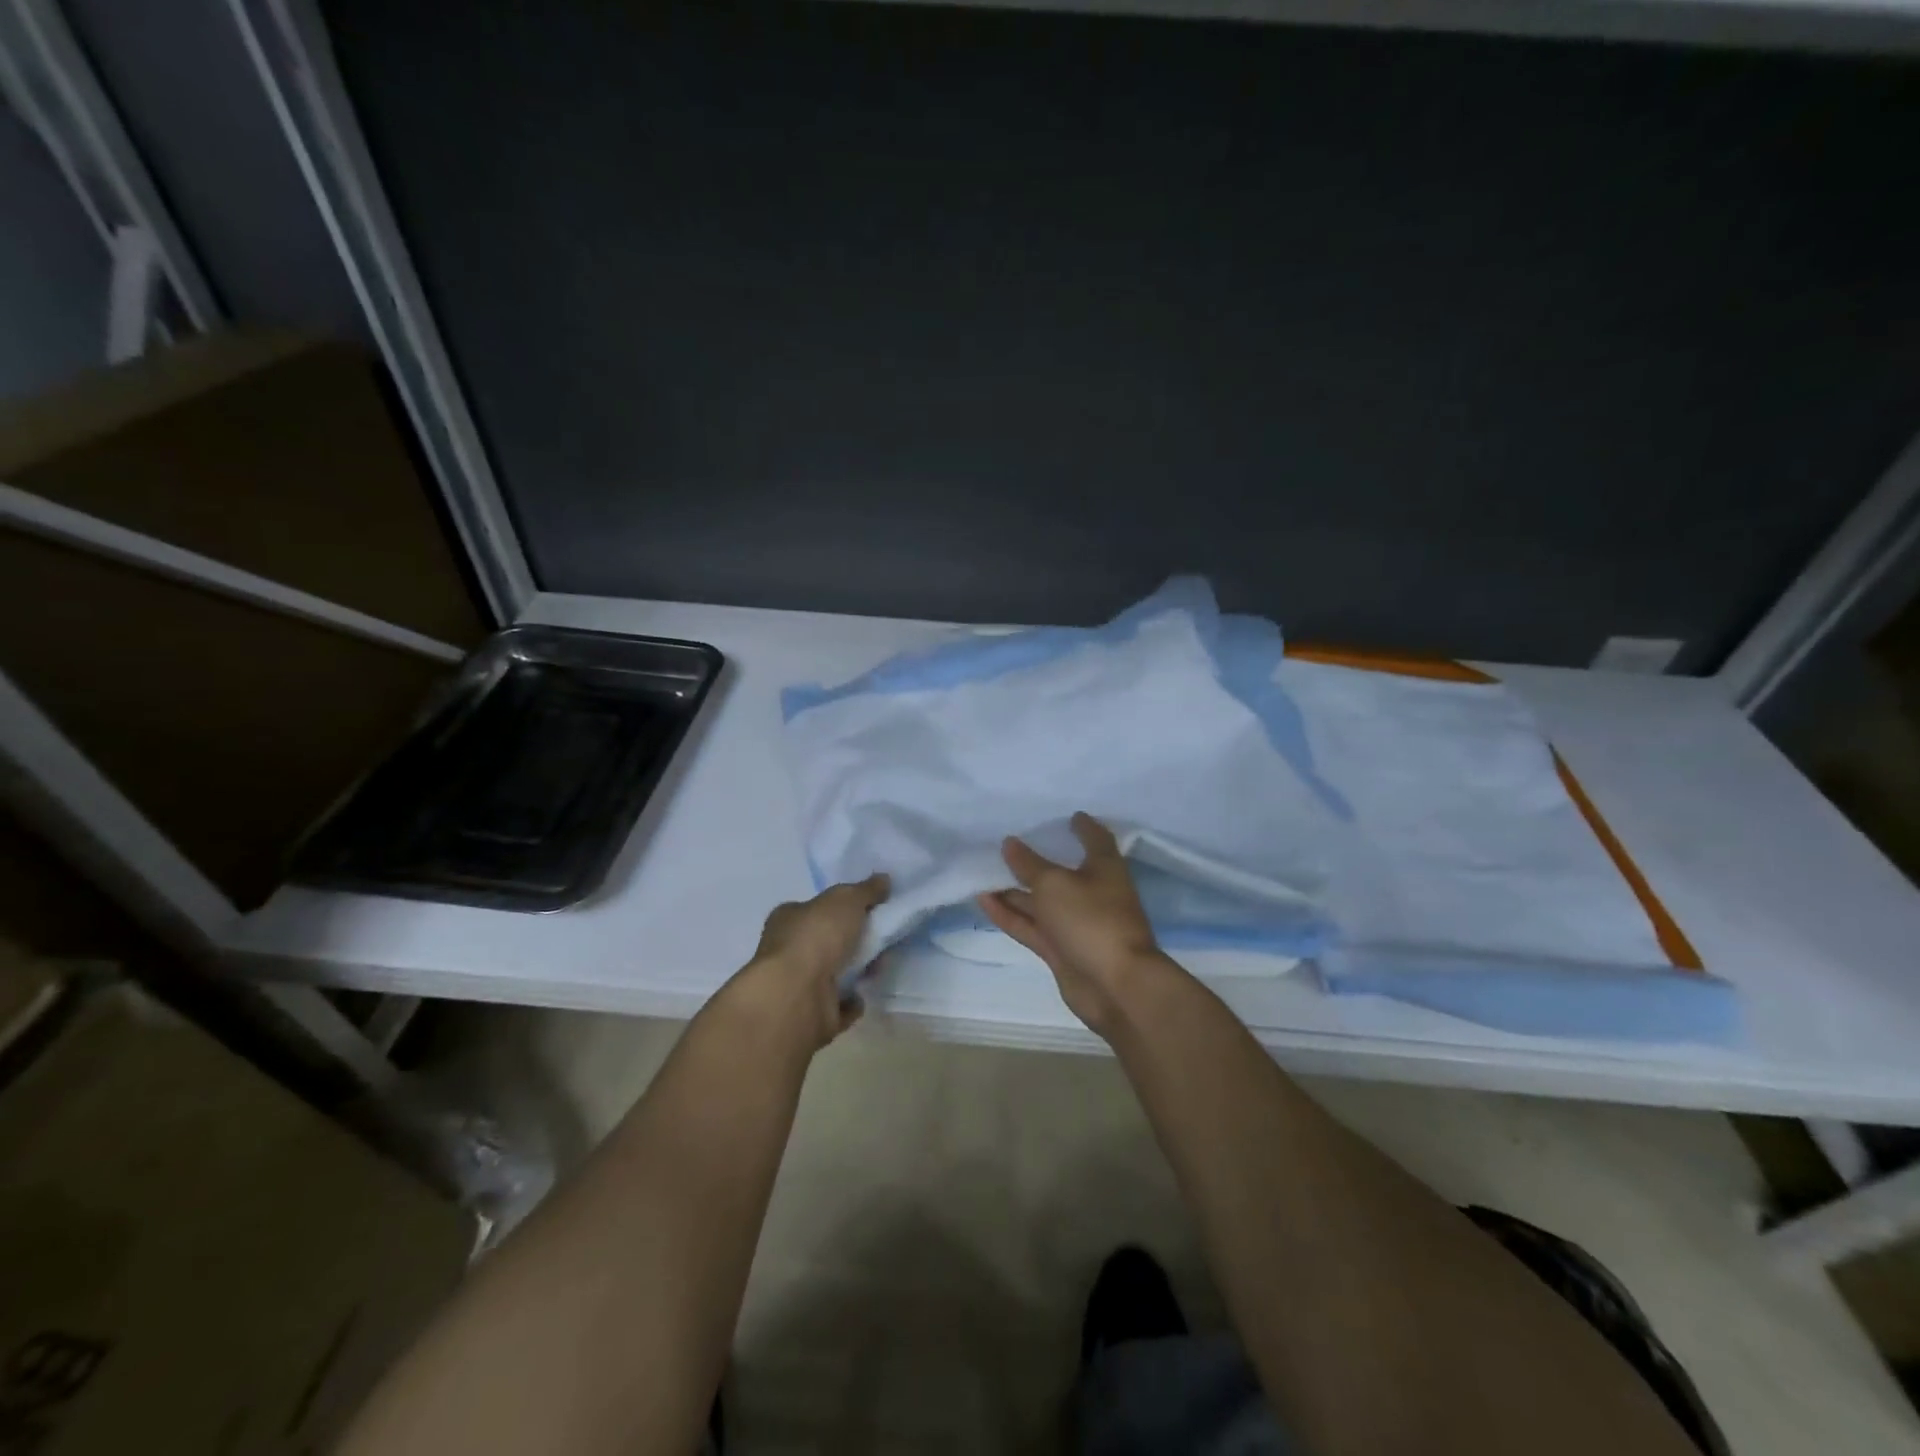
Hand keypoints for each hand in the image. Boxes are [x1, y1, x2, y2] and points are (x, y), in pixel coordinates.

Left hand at [731, 874, 889, 1050]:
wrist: (797, 997)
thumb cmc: (816, 937)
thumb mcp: (846, 900)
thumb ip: (865, 890)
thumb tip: (883, 879)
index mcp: (788, 919)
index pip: (815, 908)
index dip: (840, 908)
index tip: (869, 909)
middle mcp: (788, 951)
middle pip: (827, 941)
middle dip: (854, 940)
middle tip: (882, 937)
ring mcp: (799, 986)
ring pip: (835, 973)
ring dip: (858, 970)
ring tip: (881, 965)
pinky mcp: (812, 1016)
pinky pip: (839, 1006)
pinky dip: (852, 1002)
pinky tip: (867, 995)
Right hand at [978, 813, 1184, 1036]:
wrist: (1115, 986)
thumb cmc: (1092, 920)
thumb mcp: (1054, 884)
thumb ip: (1028, 864)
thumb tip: (1010, 843)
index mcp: (1104, 868)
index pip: (1095, 839)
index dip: (1082, 827)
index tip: (1068, 816)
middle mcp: (1092, 893)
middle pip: (1062, 871)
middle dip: (1037, 860)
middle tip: (1007, 843)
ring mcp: (1076, 924)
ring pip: (1041, 901)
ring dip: (1014, 889)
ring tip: (983, 872)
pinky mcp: (1061, 949)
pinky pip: (1031, 926)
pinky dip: (1009, 914)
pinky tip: (984, 900)